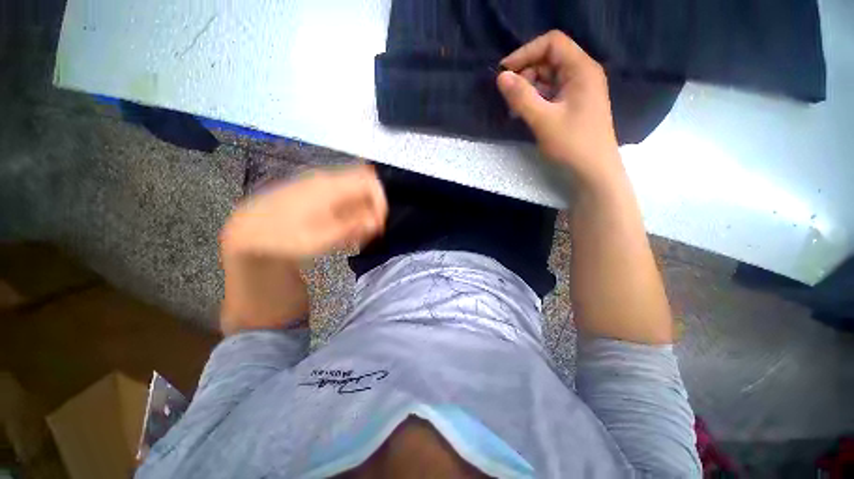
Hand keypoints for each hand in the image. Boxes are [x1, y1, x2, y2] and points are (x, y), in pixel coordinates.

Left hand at [218, 164, 386, 334]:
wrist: (248, 236)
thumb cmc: (282, 239)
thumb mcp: (319, 239)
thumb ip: (352, 229)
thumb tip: (377, 222)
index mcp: (329, 186)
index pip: (369, 181)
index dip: (380, 201)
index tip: (378, 225)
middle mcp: (326, 180)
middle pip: (364, 186)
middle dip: (372, 209)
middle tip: (367, 233)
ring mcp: (320, 185)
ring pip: (354, 193)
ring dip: (361, 214)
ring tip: (354, 237)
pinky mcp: (316, 193)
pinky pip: (343, 199)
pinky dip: (350, 214)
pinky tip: (342, 231)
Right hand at [497, 31, 622, 188]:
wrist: (594, 171)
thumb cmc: (572, 144)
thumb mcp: (543, 120)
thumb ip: (521, 97)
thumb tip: (501, 77)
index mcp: (581, 69)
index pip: (552, 43)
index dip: (526, 53)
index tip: (504, 73)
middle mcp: (582, 74)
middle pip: (549, 59)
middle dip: (526, 73)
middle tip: (508, 95)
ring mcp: (578, 90)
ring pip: (548, 77)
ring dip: (528, 88)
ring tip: (514, 107)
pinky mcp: (573, 104)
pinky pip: (551, 93)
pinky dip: (536, 99)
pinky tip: (524, 112)